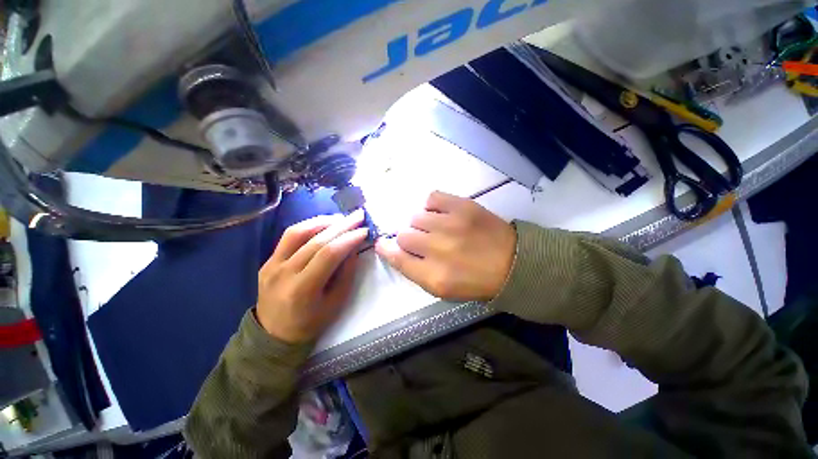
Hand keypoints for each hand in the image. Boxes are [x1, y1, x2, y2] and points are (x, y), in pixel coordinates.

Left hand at [256, 210, 368, 343]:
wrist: (273, 334)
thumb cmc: (310, 323)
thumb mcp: (336, 303)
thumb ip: (346, 274)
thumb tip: (353, 248)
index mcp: (302, 289)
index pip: (328, 254)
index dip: (348, 239)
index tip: (365, 230)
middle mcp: (283, 273)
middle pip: (315, 240)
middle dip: (341, 225)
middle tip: (358, 215)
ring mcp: (271, 265)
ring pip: (298, 232)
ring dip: (323, 221)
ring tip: (341, 218)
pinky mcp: (268, 260)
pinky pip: (289, 237)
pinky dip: (308, 226)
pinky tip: (323, 224)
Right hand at [376, 191, 515, 301]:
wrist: (512, 262)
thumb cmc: (475, 280)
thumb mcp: (442, 288)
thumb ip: (414, 270)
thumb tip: (392, 248)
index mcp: (433, 276)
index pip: (396, 257)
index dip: (386, 248)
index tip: (384, 243)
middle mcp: (438, 250)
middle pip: (403, 235)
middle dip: (409, 238)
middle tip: (424, 241)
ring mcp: (450, 225)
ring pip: (416, 217)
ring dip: (422, 224)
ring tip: (437, 228)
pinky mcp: (463, 206)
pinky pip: (432, 198)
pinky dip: (432, 206)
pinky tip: (442, 214)